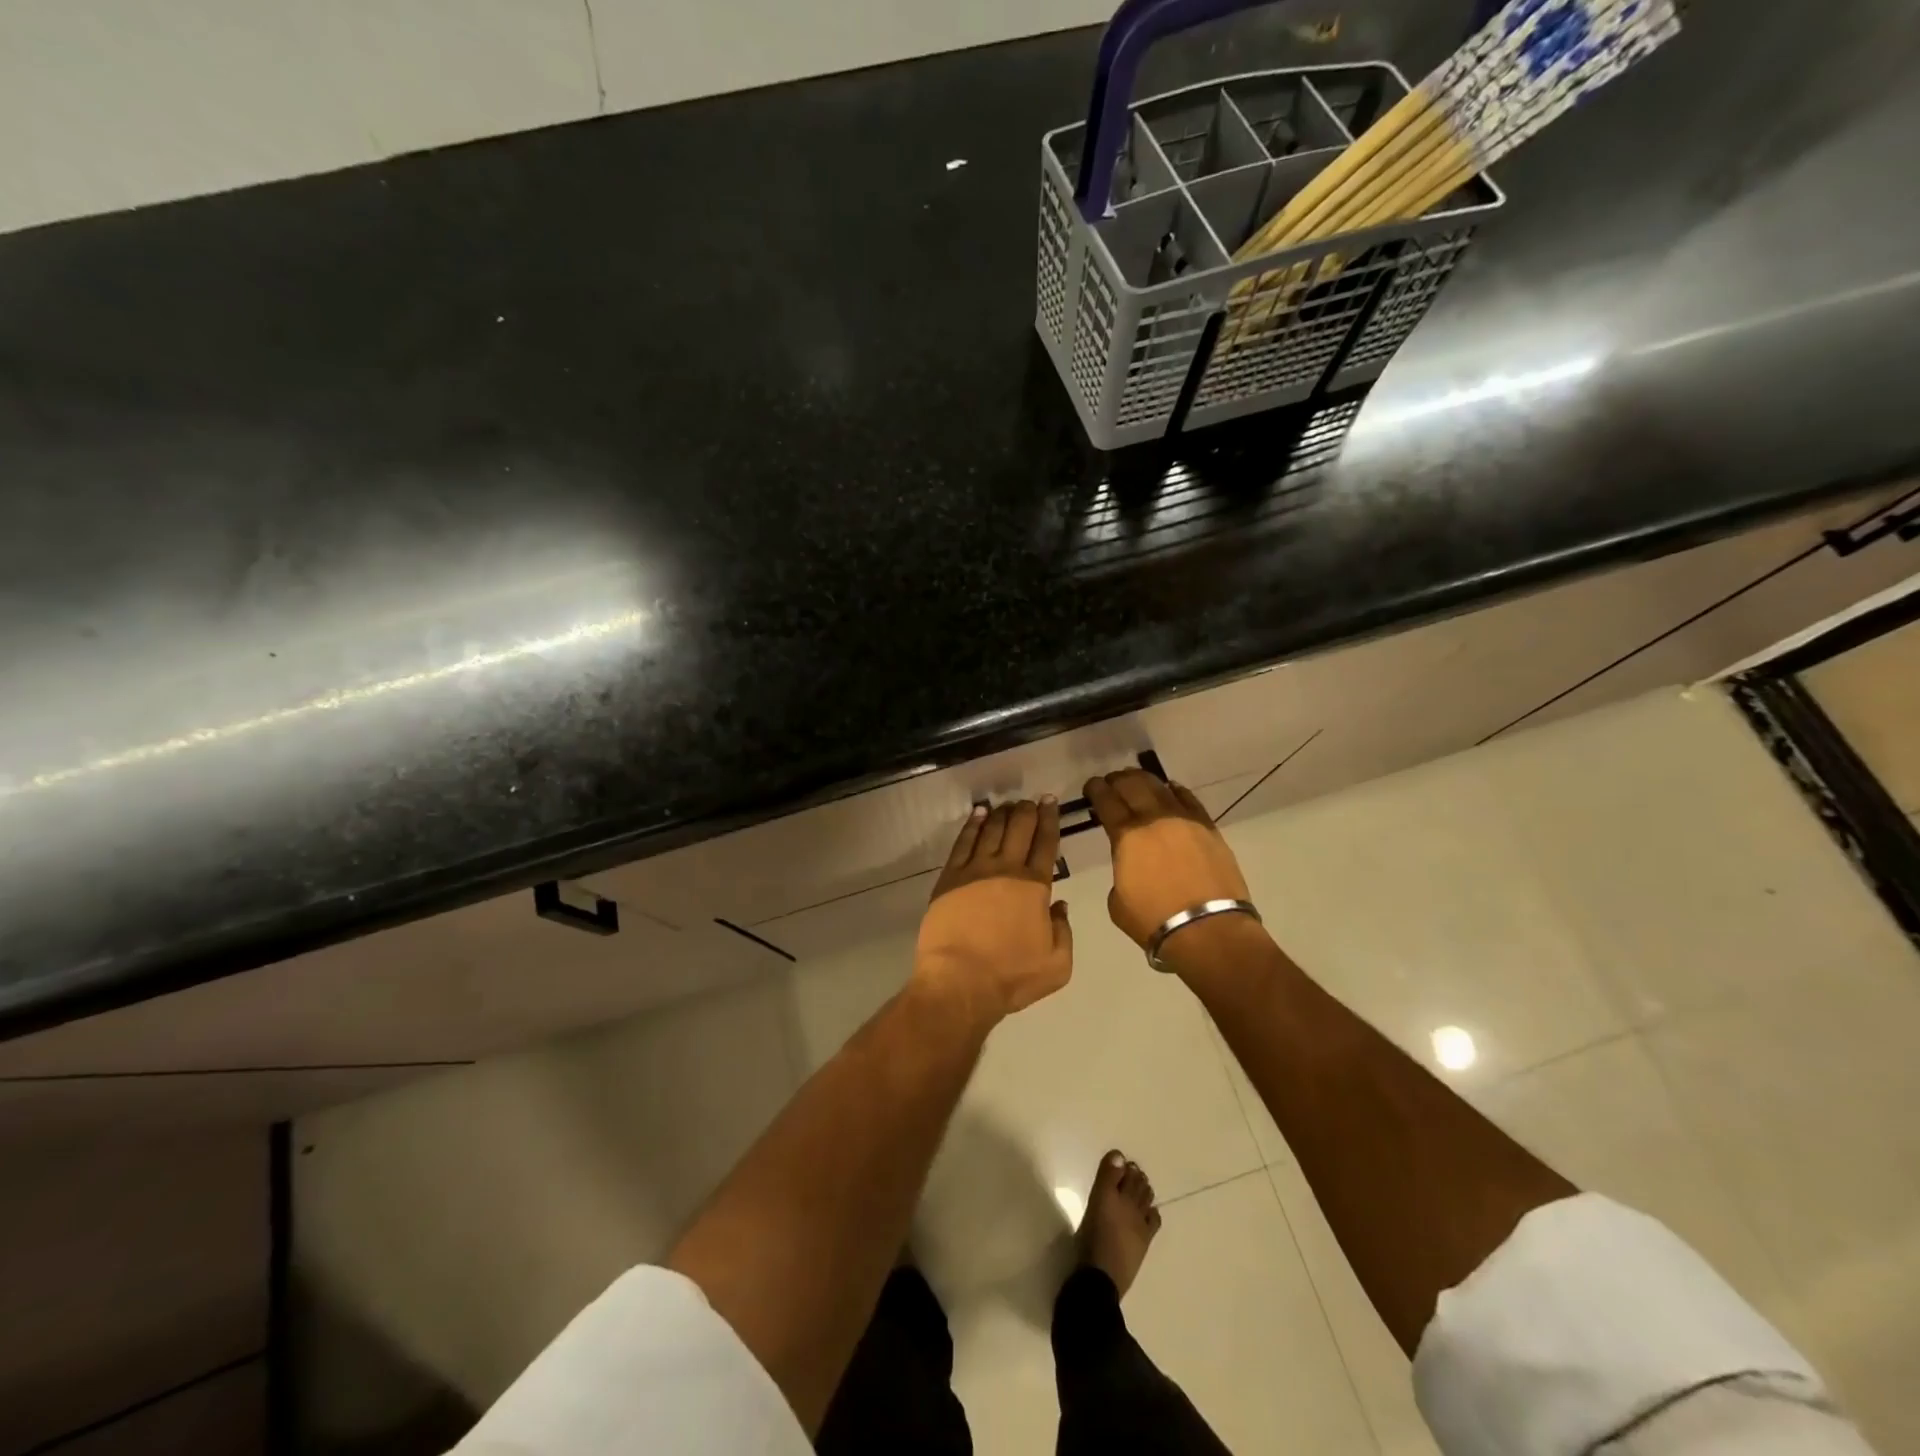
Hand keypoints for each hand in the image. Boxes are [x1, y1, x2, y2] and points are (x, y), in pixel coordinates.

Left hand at [914, 799, 1072, 1023]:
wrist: (960, 982)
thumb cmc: (1011, 976)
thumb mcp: (1057, 964)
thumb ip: (1064, 930)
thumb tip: (1059, 904)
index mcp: (1035, 886)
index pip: (1046, 843)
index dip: (1049, 819)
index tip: (1050, 802)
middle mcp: (1006, 869)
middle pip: (1019, 828)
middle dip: (1026, 810)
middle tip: (1030, 801)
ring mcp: (975, 870)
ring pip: (991, 830)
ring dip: (1001, 814)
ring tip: (1007, 805)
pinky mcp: (950, 877)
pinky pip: (963, 842)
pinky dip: (972, 824)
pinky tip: (978, 814)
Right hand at [1084, 770, 1255, 953]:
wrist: (1208, 930)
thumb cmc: (1154, 921)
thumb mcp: (1117, 901)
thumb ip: (1120, 872)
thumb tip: (1129, 863)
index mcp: (1127, 836)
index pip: (1106, 801)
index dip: (1096, 790)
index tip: (1091, 786)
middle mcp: (1154, 820)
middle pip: (1132, 786)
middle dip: (1117, 780)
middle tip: (1111, 781)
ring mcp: (1184, 821)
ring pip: (1160, 787)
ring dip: (1144, 780)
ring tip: (1136, 779)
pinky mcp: (1209, 828)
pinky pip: (1189, 800)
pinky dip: (1176, 791)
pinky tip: (1170, 788)